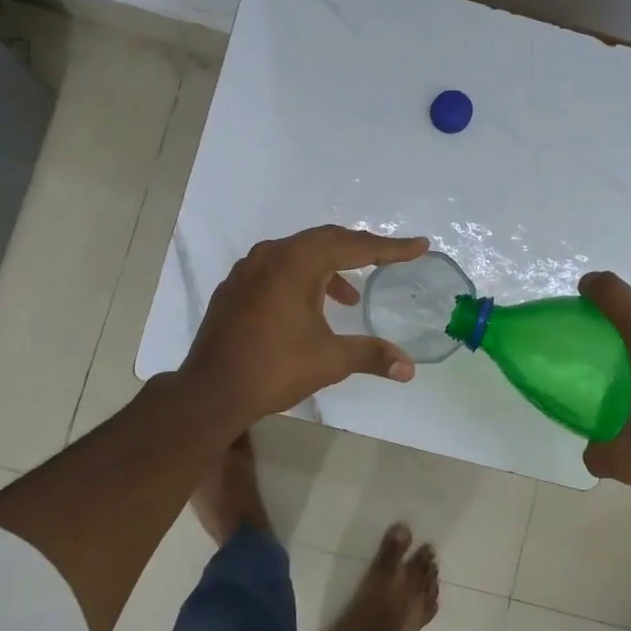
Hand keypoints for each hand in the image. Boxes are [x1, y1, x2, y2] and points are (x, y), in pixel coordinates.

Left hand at [180, 225, 429, 429]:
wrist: (211, 391)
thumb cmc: (274, 369)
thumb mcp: (330, 361)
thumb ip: (371, 355)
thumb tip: (409, 369)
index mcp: (296, 263)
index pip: (353, 246)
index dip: (390, 248)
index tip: (419, 246)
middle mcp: (271, 255)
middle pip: (326, 240)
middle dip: (360, 249)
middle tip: (389, 260)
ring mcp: (248, 269)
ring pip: (299, 253)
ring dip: (330, 267)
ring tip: (350, 297)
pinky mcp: (235, 287)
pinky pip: (278, 267)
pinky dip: (303, 277)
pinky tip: (310, 306)